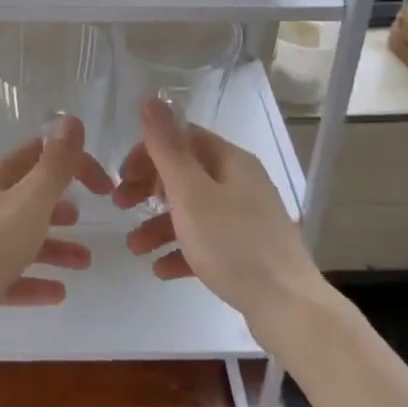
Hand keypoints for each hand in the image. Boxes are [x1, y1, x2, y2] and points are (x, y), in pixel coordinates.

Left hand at [0, 115, 111, 374]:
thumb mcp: (29, 201)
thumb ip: (55, 165)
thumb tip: (71, 120)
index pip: (40, 155)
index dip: (74, 164)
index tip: (105, 188)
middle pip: (30, 196)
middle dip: (62, 205)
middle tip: (92, 218)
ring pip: (23, 237)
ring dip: (55, 246)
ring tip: (84, 262)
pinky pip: (11, 275)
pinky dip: (35, 280)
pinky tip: (58, 293)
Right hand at [112, 98, 322, 340]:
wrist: (287, 307)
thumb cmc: (232, 243)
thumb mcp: (191, 192)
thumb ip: (167, 148)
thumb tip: (151, 99)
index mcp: (230, 161)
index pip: (182, 139)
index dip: (147, 153)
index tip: (121, 177)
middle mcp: (240, 183)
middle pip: (186, 174)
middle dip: (148, 189)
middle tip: (120, 206)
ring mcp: (246, 218)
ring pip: (193, 211)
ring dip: (159, 225)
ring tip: (134, 248)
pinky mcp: (247, 251)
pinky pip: (206, 242)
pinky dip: (181, 251)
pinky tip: (160, 270)